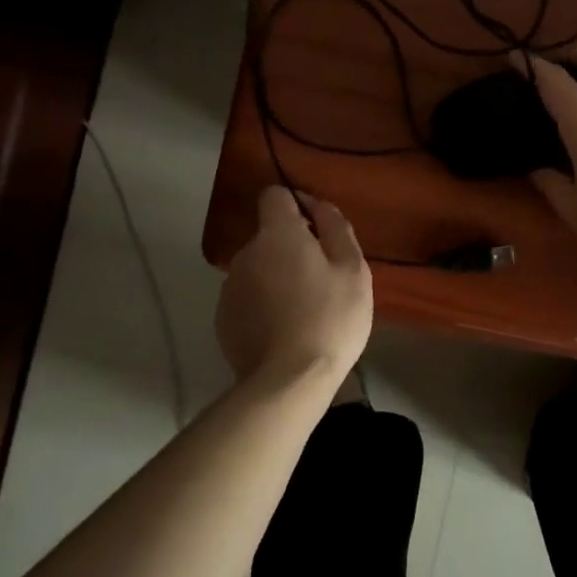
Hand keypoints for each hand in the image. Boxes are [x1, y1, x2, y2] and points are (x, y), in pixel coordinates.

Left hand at [215, 187, 372, 381]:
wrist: (288, 381)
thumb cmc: (330, 318)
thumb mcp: (353, 269)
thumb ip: (335, 228)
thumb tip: (318, 205)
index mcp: (277, 234)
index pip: (275, 195)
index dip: (296, 205)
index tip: (317, 228)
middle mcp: (245, 253)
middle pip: (269, 236)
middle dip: (291, 248)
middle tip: (322, 279)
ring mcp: (230, 287)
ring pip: (258, 268)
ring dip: (277, 277)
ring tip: (304, 309)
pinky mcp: (223, 319)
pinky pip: (248, 298)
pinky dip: (264, 305)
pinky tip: (284, 330)